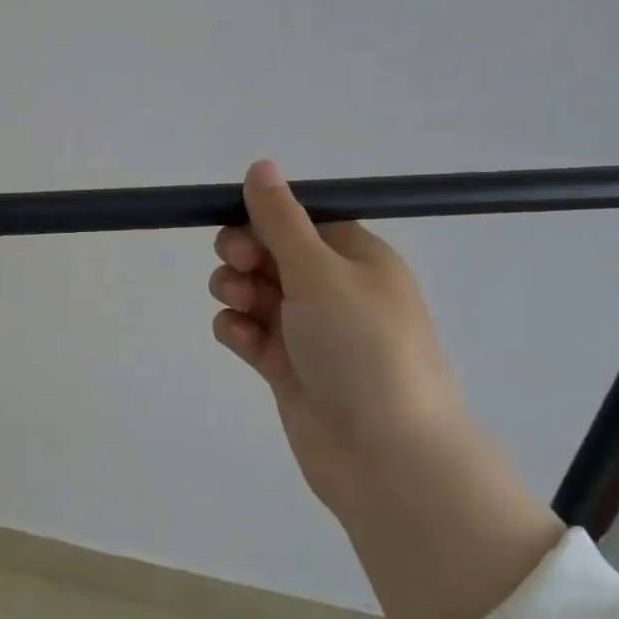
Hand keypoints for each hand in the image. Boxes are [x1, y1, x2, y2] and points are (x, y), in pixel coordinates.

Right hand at [210, 159, 562, 618]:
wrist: (383, 453)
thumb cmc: (361, 347)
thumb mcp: (320, 271)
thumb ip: (281, 218)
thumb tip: (260, 164)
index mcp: (355, 257)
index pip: (298, 219)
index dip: (262, 219)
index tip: (242, 231)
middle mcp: (332, 289)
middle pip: (269, 252)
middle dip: (243, 255)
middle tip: (240, 269)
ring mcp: (307, 329)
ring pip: (252, 291)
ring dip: (235, 291)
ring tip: (242, 308)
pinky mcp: (285, 365)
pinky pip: (248, 332)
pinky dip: (238, 331)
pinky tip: (243, 341)